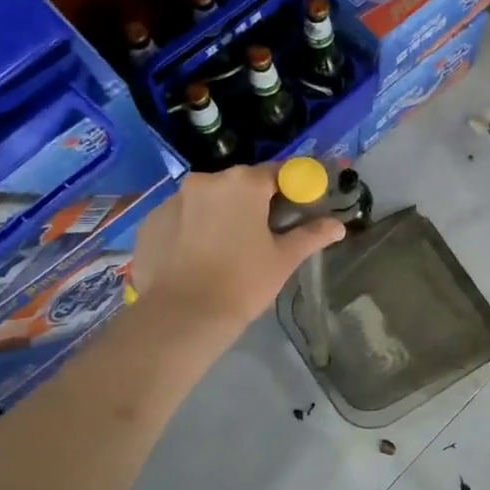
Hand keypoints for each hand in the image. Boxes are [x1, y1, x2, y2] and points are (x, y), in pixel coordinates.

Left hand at [130, 166, 344, 345]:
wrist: (181, 317)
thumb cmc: (243, 282)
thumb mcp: (284, 259)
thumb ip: (312, 235)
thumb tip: (339, 225)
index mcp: (243, 183)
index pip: (278, 172)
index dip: (293, 187)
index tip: (300, 206)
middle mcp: (206, 181)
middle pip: (241, 184)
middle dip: (256, 201)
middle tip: (267, 232)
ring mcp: (173, 199)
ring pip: (209, 200)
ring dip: (222, 213)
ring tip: (229, 247)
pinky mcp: (150, 221)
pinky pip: (182, 217)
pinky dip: (194, 228)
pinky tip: (199, 257)